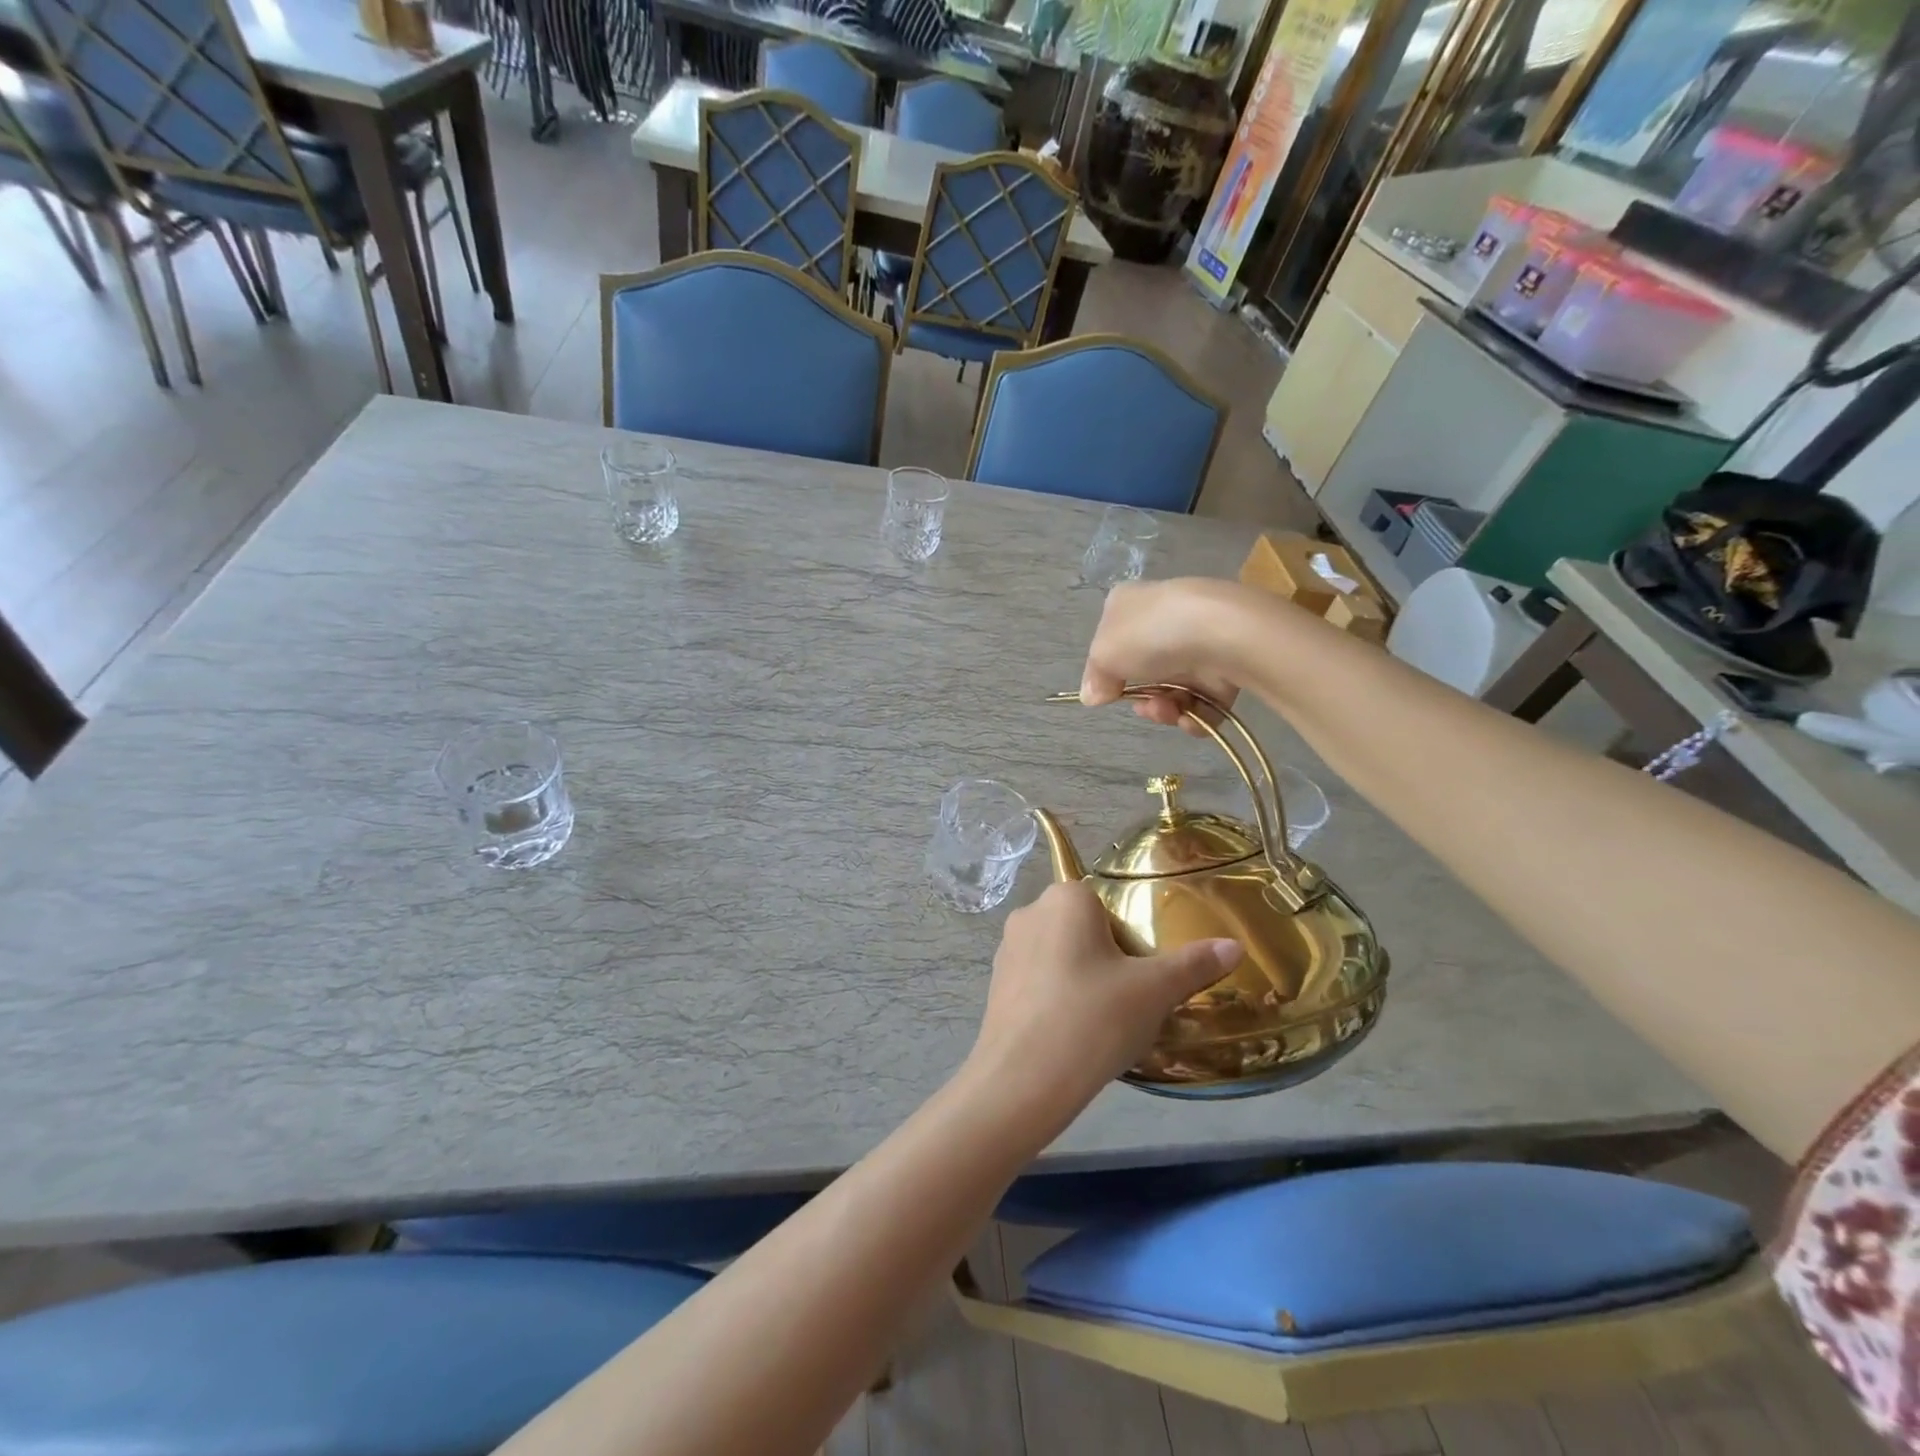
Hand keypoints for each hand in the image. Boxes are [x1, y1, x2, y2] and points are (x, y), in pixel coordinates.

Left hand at [967, 882, 1241, 1127]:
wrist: (1022, 1081)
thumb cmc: (1093, 1019)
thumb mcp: (1154, 991)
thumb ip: (1194, 964)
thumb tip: (1234, 946)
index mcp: (1065, 898)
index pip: (1108, 903)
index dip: (1131, 938)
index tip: (1142, 974)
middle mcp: (1030, 912)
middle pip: (1083, 927)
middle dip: (1108, 958)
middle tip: (1128, 999)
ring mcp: (1007, 948)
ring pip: (1060, 954)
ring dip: (1082, 978)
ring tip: (1103, 1021)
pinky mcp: (995, 984)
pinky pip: (1038, 980)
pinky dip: (1057, 998)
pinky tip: (1073, 1033)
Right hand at [1080, 579, 1251, 733]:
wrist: (1223, 633)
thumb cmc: (1151, 635)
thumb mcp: (1104, 654)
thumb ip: (1095, 677)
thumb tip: (1093, 694)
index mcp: (1130, 604)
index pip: (1112, 640)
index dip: (1108, 671)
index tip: (1106, 691)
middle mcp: (1164, 621)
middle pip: (1144, 673)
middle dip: (1142, 699)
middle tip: (1145, 706)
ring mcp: (1198, 644)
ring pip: (1174, 691)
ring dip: (1165, 711)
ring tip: (1170, 712)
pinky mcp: (1227, 668)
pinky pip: (1204, 703)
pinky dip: (1195, 717)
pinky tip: (1191, 718)